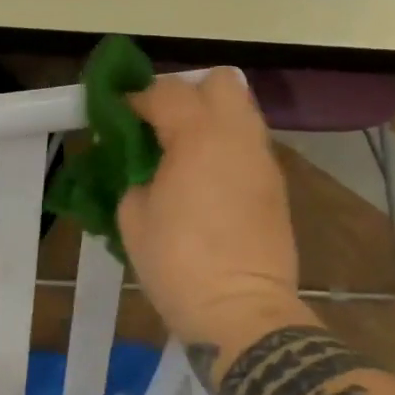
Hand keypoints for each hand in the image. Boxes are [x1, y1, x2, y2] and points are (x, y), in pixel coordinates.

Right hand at [116, 69, 299, 346]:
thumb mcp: (133, 216)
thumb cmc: (178, 263)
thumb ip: (134, 174)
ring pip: (241, 109)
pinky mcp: (276, 185)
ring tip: (184, 148)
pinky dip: (227, 144)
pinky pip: (249, 143)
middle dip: (188, 92)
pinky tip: (206, 176)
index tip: (118, 116)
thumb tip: (140, 163)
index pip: (165, 91)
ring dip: (211, 116)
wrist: (243, 314)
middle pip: (220, 80)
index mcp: (197, 135)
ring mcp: (262, 159)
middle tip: (162, 122)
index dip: (136, 98)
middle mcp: (236, 135)